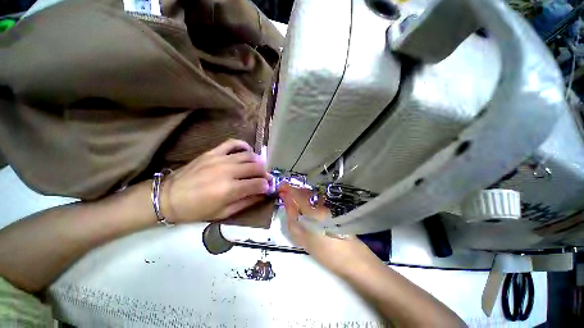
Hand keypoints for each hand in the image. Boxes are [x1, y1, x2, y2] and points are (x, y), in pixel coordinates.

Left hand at [160, 139, 270, 222]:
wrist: (168, 197)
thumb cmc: (196, 210)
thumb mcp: (222, 213)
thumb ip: (246, 202)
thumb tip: (262, 195)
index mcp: (230, 189)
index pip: (258, 184)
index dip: (267, 186)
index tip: (269, 188)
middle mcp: (228, 171)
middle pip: (256, 167)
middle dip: (265, 173)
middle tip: (266, 178)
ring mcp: (220, 159)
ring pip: (248, 155)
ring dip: (258, 161)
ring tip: (259, 167)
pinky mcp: (213, 152)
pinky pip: (233, 143)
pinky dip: (243, 145)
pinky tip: (247, 151)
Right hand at [278, 183, 374, 276]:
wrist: (350, 258)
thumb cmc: (325, 251)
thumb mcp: (302, 238)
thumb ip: (292, 218)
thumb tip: (286, 201)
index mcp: (313, 212)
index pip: (297, 194)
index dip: (288, 188)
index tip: (280, 187)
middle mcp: (321, 204)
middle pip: (304, 192)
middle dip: (293, 191)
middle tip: (285, 195)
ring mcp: (328, 205)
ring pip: (311, 195)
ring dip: (300, 195)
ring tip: (293, 201)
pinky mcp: (333, 208)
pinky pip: (316, 199)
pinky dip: (308, 200)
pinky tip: (305, 206)